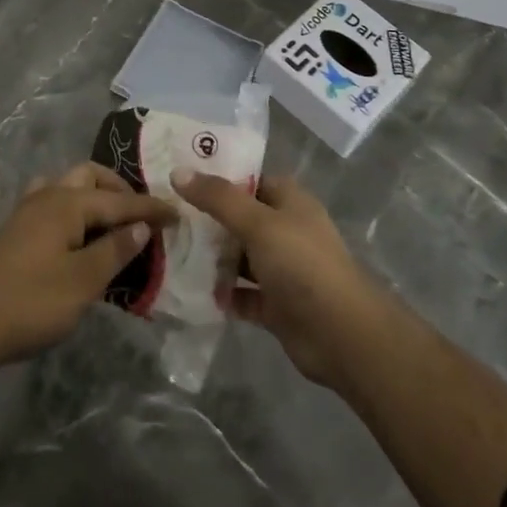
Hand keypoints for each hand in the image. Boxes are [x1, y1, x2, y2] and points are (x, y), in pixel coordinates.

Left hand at [0, 164, 175, 365]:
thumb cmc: (31, 302)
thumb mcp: (83, 281)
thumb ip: (114, 250)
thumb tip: (140, 227)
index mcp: (67, 203)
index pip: (119, 201)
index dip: (150, 209)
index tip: (178, 215)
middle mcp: (47, 196)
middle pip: (89, 177)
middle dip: (119, 190)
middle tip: (140, 216)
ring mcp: (27, 212)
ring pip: (68, 187)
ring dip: (94, 196)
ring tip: (112, 222)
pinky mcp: (16, 231)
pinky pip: (54, 204)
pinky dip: (74, 211)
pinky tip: (79, 237)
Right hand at [172, 171, 387, 388]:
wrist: (340, 334)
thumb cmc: (301, 265)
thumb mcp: (258, 223)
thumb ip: (218, 199)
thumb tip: (178, 172)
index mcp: (291, 203)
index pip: (251, 180)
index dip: (219, 178)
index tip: (180, 178)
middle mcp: (287, 232)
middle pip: (242, 219)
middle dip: (209, 220)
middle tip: (167, 217)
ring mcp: (283, 270)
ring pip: (241, 258)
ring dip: (214, 258)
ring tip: (172, 252)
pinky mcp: (277, 305)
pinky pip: (243, 294)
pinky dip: (223, 294)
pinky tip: (193, 291)